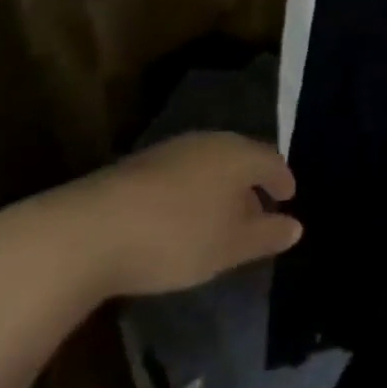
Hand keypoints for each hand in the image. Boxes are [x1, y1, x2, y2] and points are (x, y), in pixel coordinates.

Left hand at [41, 132, 302, 299]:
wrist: (90, 231)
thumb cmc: (177, 237)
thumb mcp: (230, 246)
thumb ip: (267, 235)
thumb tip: (296, 226)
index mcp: (239, 153)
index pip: (273, 160)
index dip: (284, 180)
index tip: (289, 199)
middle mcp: (210, 141)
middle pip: (241, 158)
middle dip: (252, 184)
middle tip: (258, 212)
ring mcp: (172, 149)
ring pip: (210, 165)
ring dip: (220, 188)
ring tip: (219, 219)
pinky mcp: (140, 165)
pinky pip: (182, 174)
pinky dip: (192, 193)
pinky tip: (181, 218)